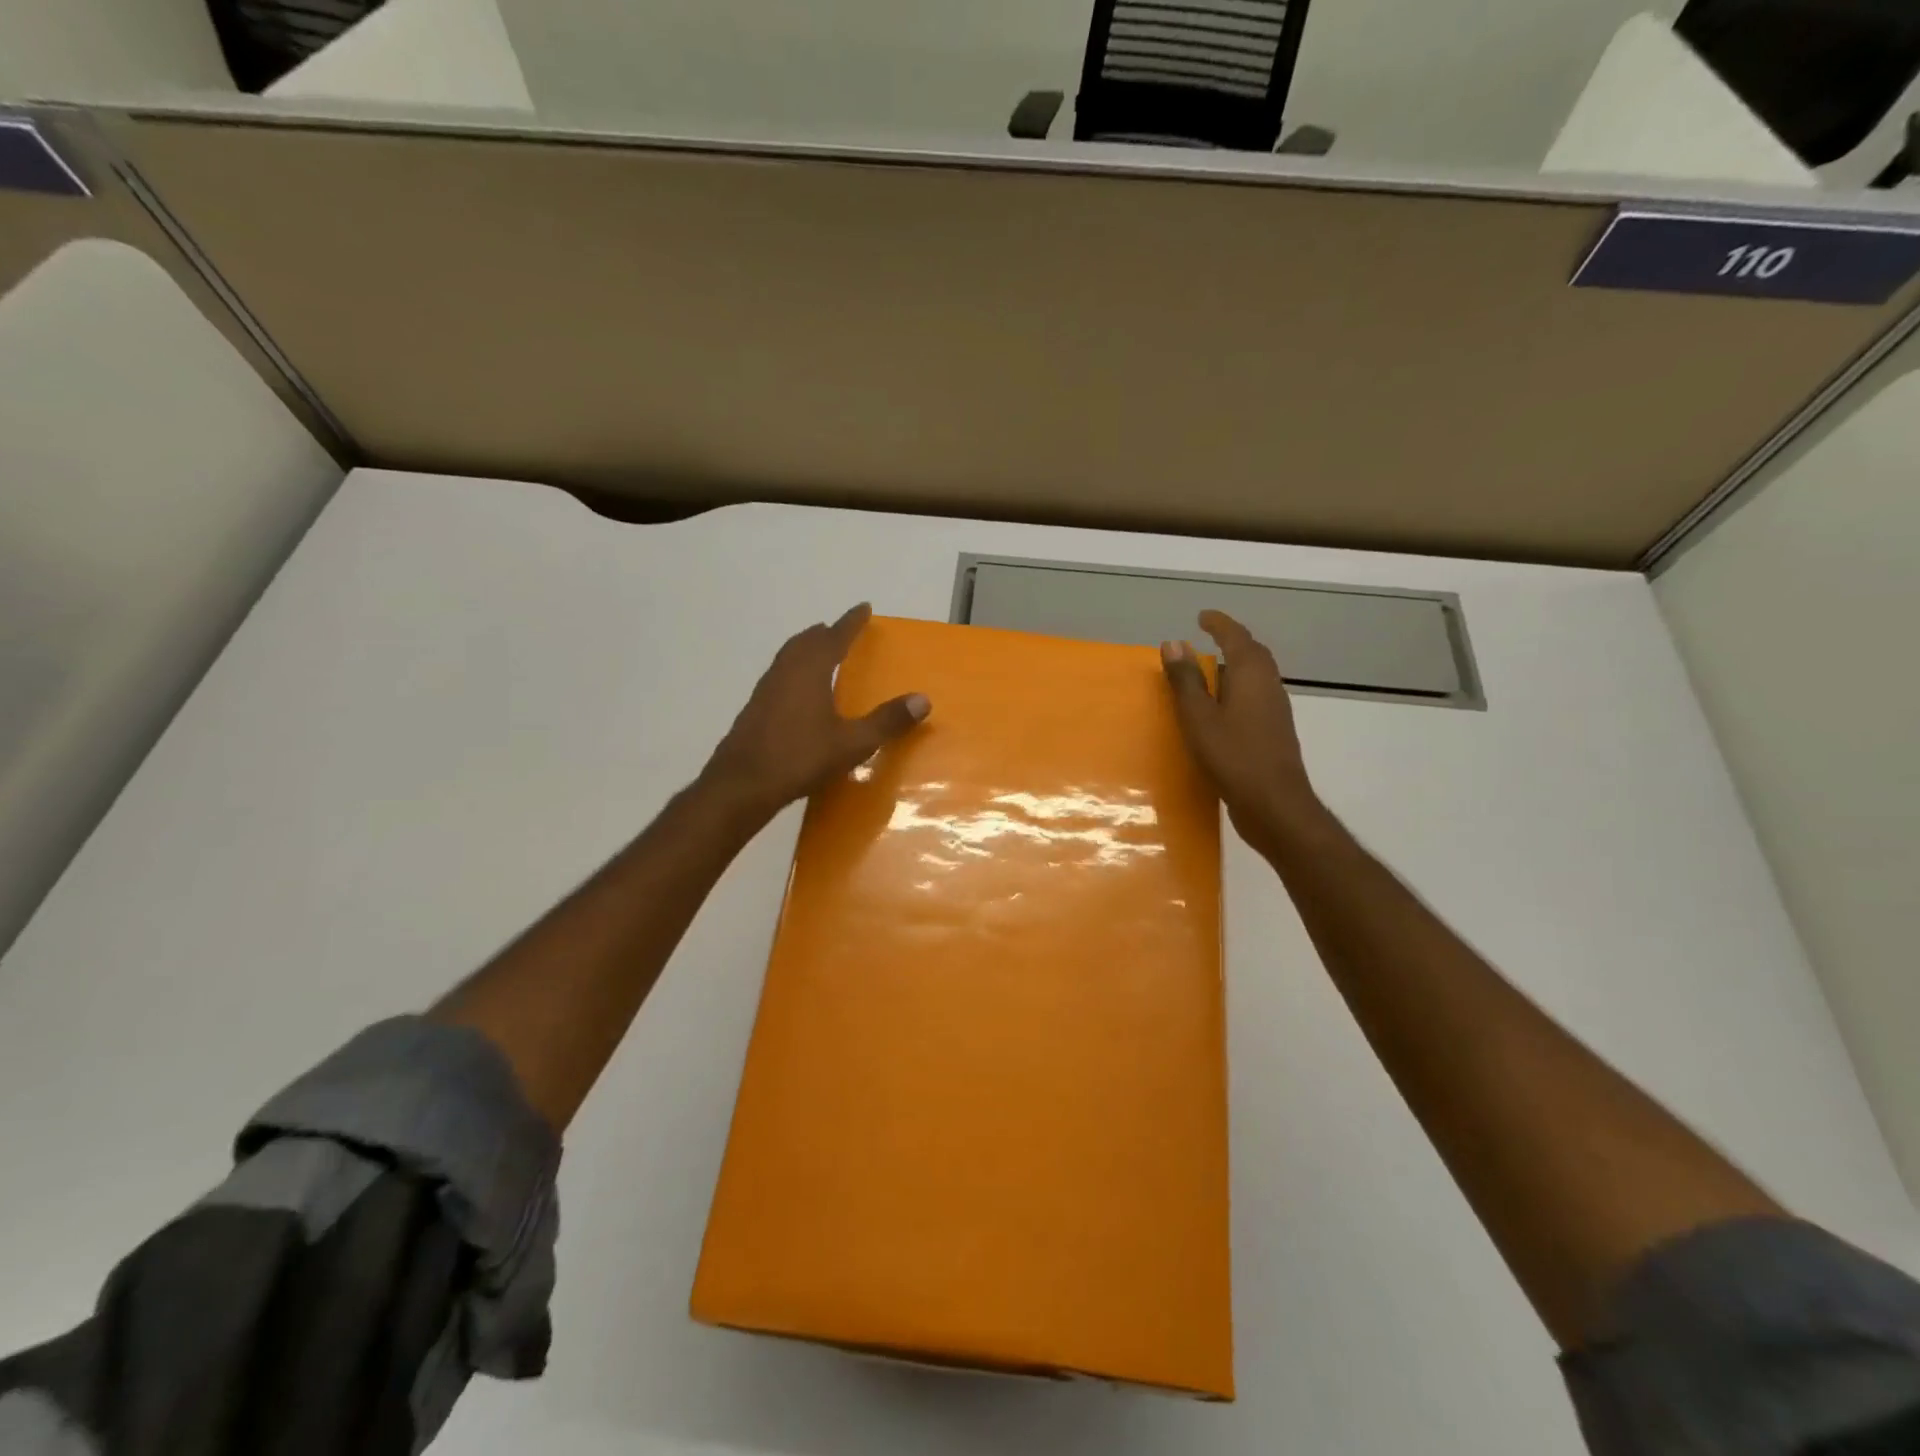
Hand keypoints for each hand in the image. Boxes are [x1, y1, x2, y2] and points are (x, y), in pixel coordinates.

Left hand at [704, 603, 929, 819]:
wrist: (742, 784)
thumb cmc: (800, 757)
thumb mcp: (852, 743)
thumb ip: (887, 721)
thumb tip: (923, 700)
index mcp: (810, 670)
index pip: (835, 636)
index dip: (851, 622)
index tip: (864, 608)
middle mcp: (786, 672)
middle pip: (806, 641)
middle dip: (825, 633)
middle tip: (840, 631)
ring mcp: (766, 690)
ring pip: (788, 657)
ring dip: (806, 649)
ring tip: (822, 655)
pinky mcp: (755, 709)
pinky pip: (779, 676)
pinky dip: (794, 671)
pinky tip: (799, 693)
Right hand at [1161, 610, 1319, 845]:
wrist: (1274, 804)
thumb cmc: (1233, 757)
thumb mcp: (1199, 717)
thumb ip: (1185, 680)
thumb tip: (1173, 642)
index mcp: (1251, 675)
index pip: (1236, 637)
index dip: (1219, 624)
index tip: (1202, 616)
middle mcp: (1268, 686)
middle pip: (1252, 654)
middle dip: (1231, 642)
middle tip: (1207, 640)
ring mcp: (1275, 710)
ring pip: (1255, 677)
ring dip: (1233, 668)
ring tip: (1207, 672)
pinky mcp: (1273, 732)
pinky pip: (1254, 697)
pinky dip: (1236, 691)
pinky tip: (1220, 709)